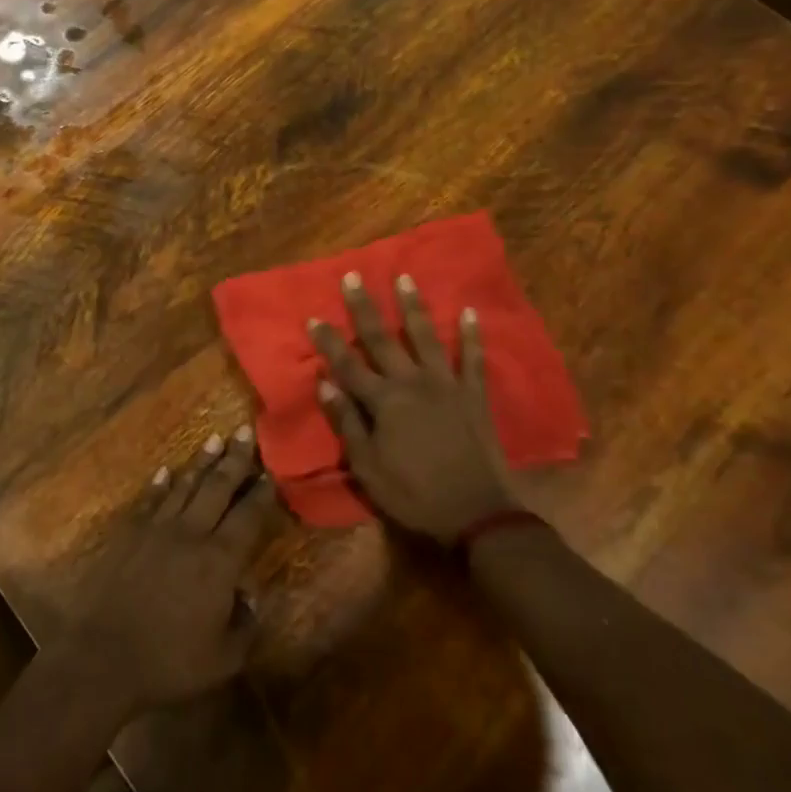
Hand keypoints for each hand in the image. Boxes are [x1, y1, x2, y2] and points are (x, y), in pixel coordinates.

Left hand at [68, 428, 279, 715]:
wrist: (104, 656)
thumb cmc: (168, 662)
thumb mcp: (223, 659)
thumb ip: (245, 626)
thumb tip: (252, 597)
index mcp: (219, 561)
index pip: (247, 517)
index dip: (261, 494)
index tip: (271, 472)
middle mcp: (191, 533)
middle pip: (217, 488)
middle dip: (234, 459)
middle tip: (245, 431)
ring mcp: (157, 529)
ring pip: (185, 486)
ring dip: (201, 463)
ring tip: (214, 440)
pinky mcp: (130, 534)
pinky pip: (150, 500)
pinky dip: (160, 484)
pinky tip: (166, 471)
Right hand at [309, 272, 522, 542]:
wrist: (477, 515)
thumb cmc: (414, 495)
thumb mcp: (368, 468)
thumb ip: (347, 423)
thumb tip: (324, 384)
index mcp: (383, 402)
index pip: (347, 365)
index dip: (329, 341)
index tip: (313, 317)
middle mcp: (412, 383)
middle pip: (382, 339)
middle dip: (364, 307)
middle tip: (353, 276)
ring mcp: (446, 385)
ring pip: (425, 337)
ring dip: (413, 307)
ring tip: (404, 278)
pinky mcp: (474, 395)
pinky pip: (472, 358)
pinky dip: (470, 335)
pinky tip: (469, 311)